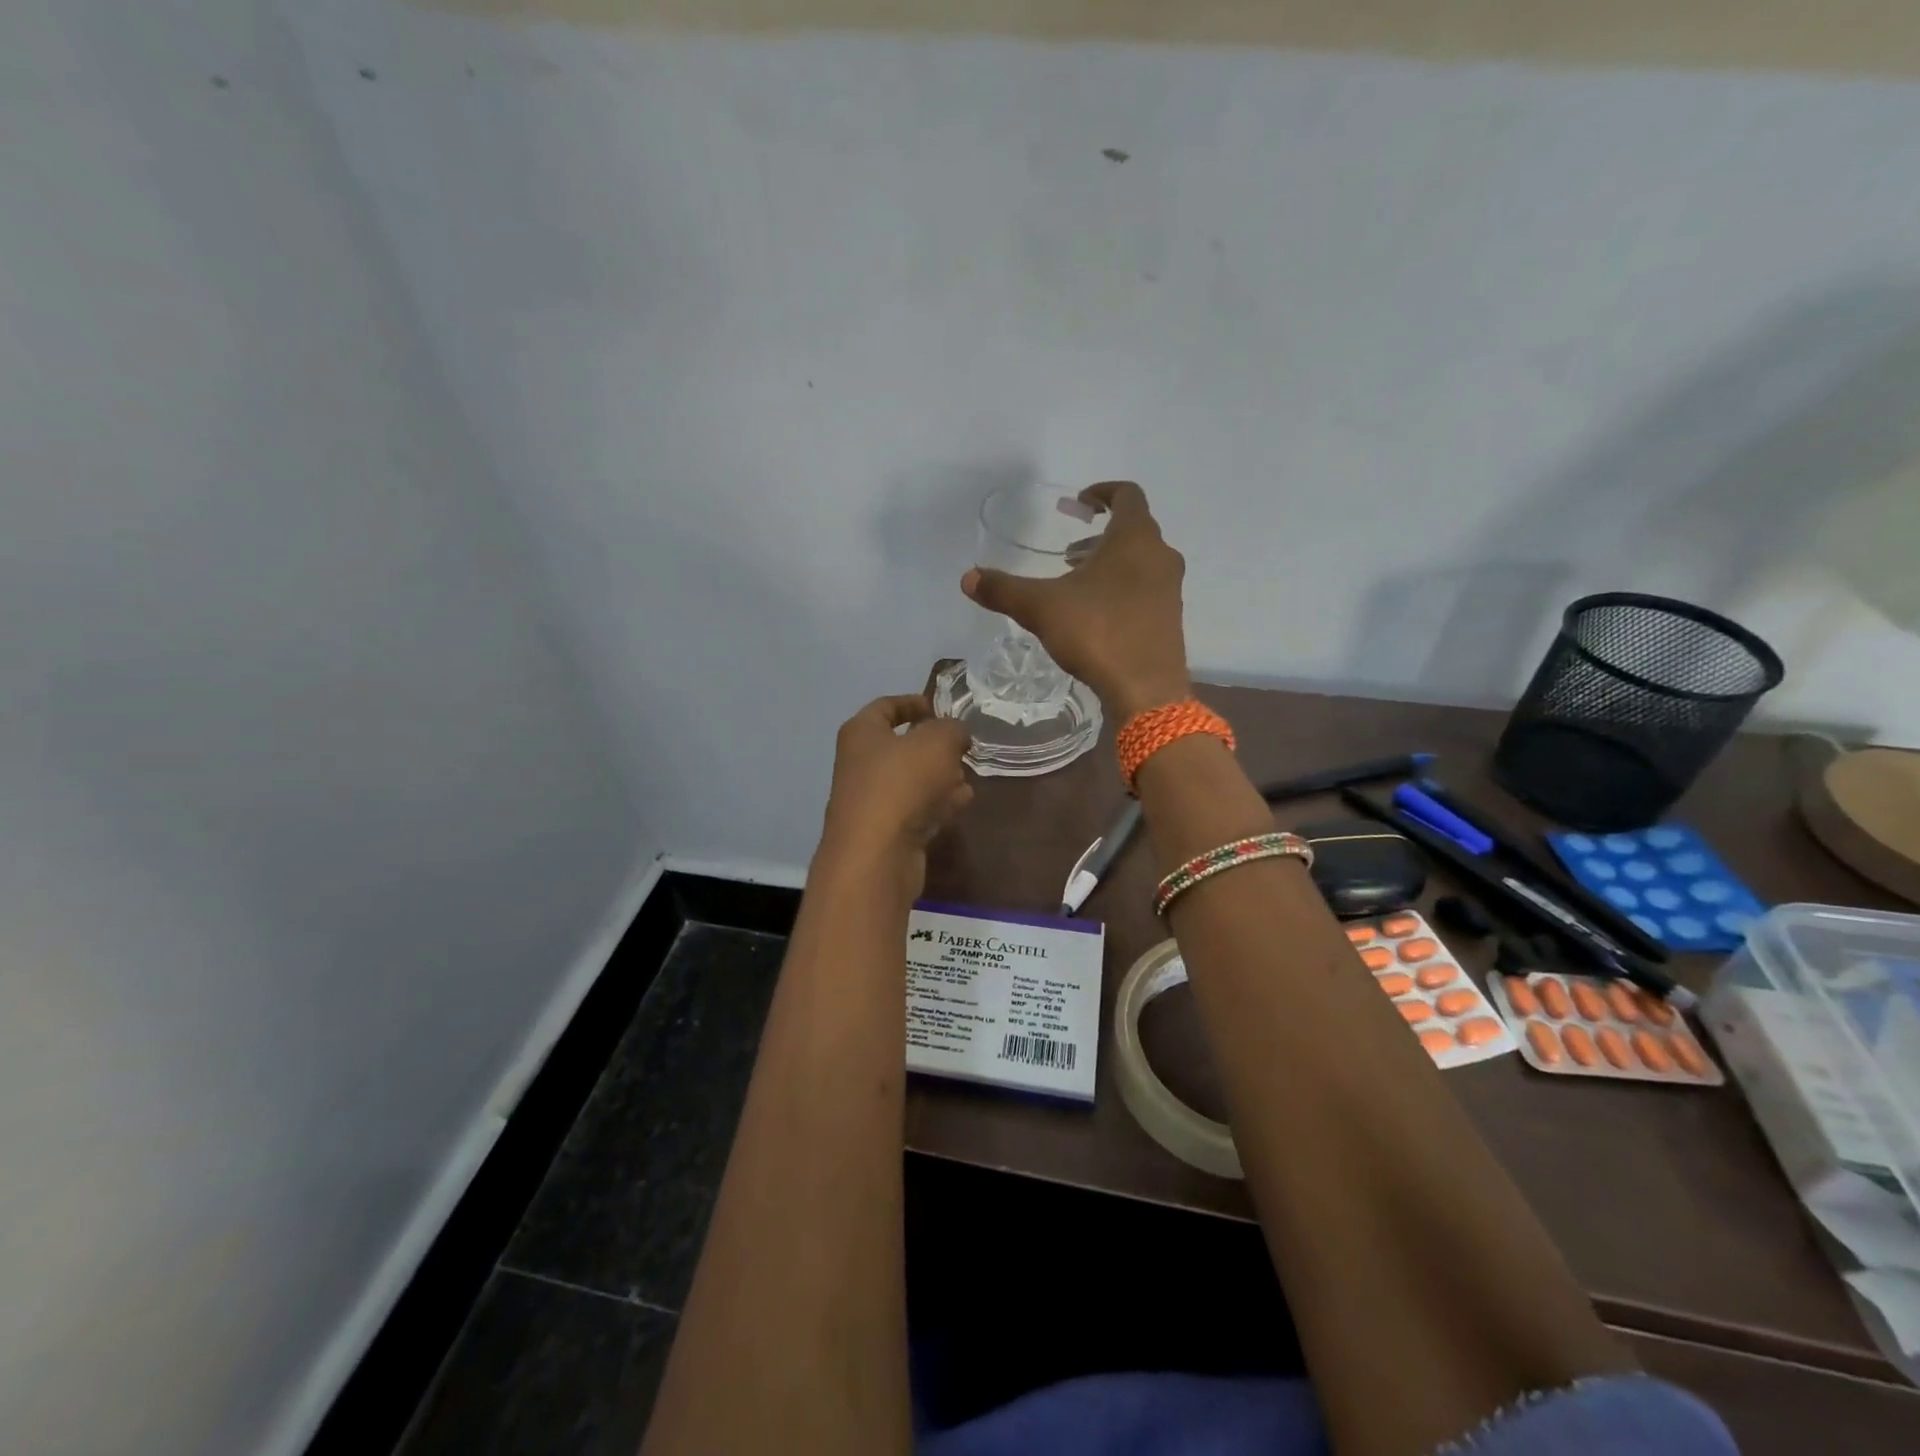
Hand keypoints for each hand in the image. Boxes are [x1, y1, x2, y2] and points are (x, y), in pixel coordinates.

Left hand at [817, 694, 973, 900]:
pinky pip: (917, 809)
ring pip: (911, 780)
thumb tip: (957, 735)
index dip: (912, 703)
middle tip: (962, 747)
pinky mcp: (887, 832)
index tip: (938, 707)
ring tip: (968, 775)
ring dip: (940, 777)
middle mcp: (861, 764)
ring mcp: (872, 801)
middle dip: (934, 746)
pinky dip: (938, 803)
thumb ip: (952, 730)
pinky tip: (963, 801)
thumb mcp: (938, 741)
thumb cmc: (902, 783)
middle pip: (901, 747)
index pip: (885, 707)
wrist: (877, 854)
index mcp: (862, 733)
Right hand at [962, 481, 1189, 719]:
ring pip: (1141, 561)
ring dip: (1110, 562)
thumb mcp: (1042, 608)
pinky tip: (1096, 613)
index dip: (1102, 492)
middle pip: (1134, 529)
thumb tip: (968, 577)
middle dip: (1100, 534)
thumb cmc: (1098, 634)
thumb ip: (1004, 589)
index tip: (1078, 504)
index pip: (1127, 494)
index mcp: (1135, 539)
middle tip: (1069, 550)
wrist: (1146, 690)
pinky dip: (1122, 586)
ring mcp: (1170, 589)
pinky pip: (1146, 588)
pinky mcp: (1171, 618)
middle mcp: (1161, 556)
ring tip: (1077, 581)